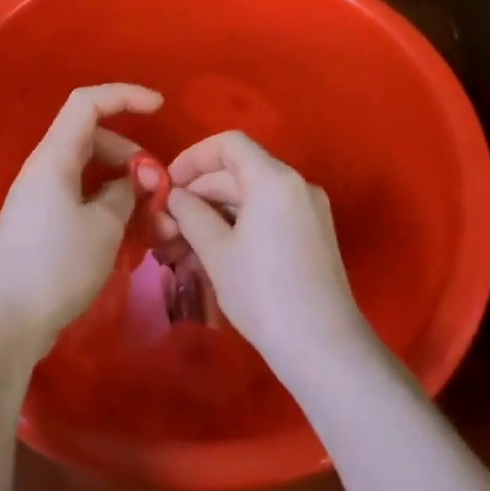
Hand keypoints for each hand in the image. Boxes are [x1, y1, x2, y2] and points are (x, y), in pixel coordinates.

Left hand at [0, 84, 163, 360]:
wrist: (2, 321)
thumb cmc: (54, 265)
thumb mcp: (104, 226)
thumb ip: (126, 194)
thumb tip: (134, 181)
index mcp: (55, 157)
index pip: (88, 103)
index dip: (125, 96)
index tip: (160, 107)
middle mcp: (45, 170)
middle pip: (94, 139)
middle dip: (132, 155)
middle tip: (158, 187)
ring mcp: (42, 199)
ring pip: (91, 173)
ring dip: (124, 186)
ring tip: (152, 219)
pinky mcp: (43, 226)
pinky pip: (83, 199)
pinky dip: (109, 207)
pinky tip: (130, 233)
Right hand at [163, 131, 368, 377]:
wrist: (322, 346)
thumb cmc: (262, 292)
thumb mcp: (216, 251)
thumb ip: (190, 213)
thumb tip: (174, 195)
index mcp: (274, 179)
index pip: (228, 144)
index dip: (193, 157)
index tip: (167, 184)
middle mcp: (296, 184)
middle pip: (239, 170)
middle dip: (199, 192)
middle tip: (166, 223)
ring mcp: (308, 210)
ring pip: (251, 196)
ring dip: (215, 212)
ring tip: (182, 245)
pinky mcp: (312, 234)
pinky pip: (268, 214)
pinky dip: (238, 224)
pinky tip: (213, 253)